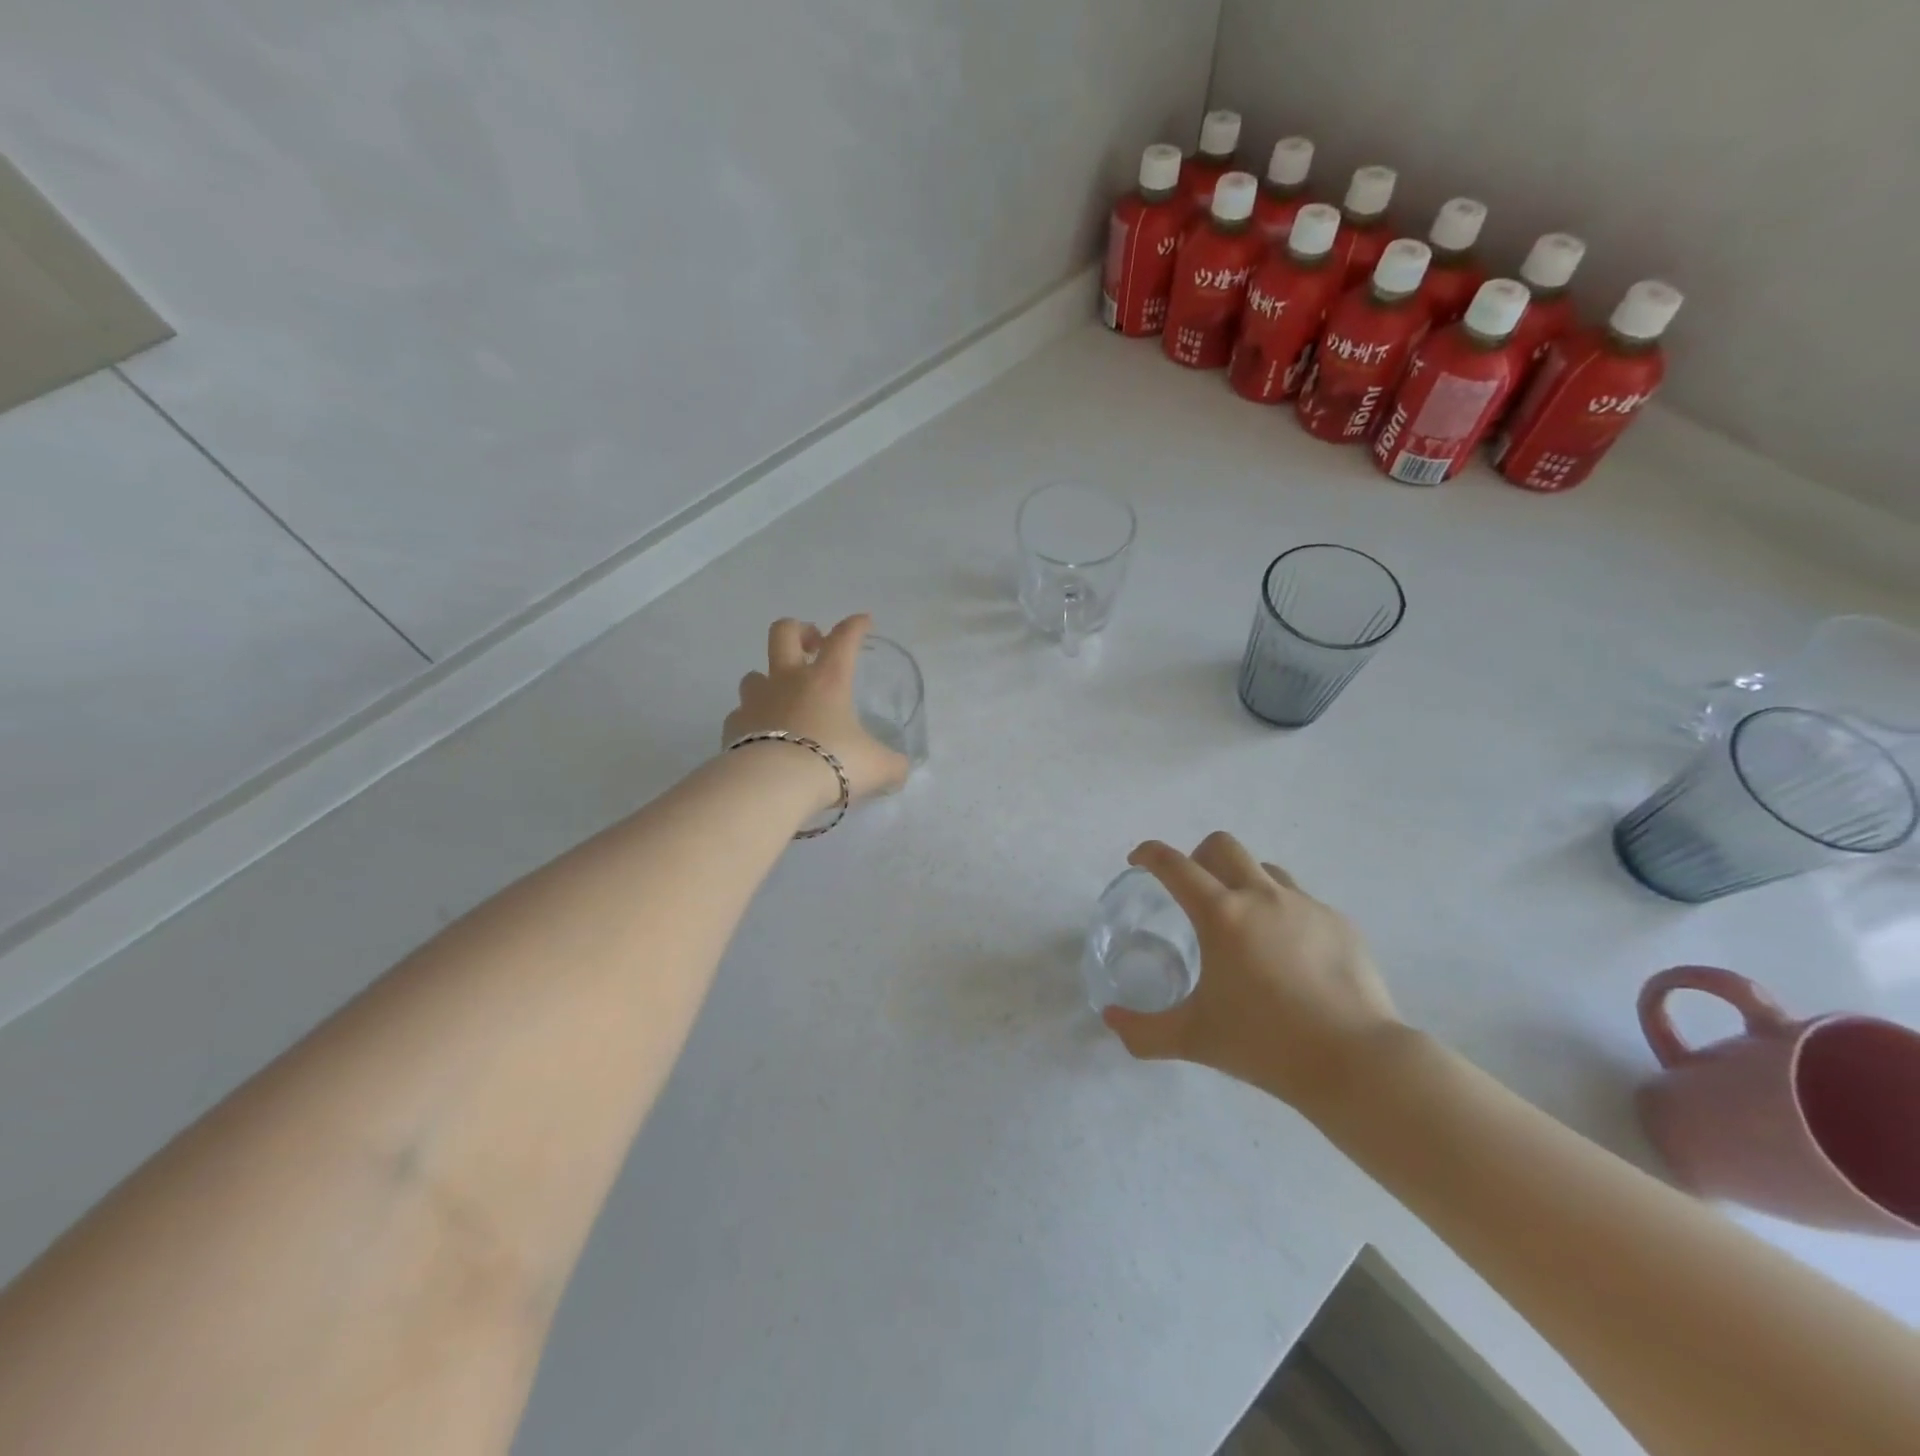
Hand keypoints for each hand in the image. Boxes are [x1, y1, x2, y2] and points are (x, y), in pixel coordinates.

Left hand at [723, 614, 909, 805]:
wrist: (772, 786)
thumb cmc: (831, 763)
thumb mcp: (877, 767)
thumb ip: (892, 765)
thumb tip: (900, 770)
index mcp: (828, 680)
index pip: (844, 638)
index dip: (855, 626)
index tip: (863, 622)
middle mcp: (788, 681)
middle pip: (784, 633)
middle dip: (800, 631)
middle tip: (813, 647)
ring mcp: (756, 701)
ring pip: (754, 673)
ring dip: (769, 679)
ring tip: (783, 699)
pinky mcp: (733, 727)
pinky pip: (741, 714)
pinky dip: (752, 720)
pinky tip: (762, 736)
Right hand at [1103, 832, 1401, 1113]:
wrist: (1356, 1062)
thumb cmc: (1265, 1045)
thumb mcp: (1193, 1040)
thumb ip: (1143, 1031)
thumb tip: (1110, 1020)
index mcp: (1221, 915)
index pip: (1174, 865)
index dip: (1150, 855)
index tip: (1138, 860)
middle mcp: (1262, 896)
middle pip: (1222, 846)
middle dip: (1198, 856)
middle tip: (1193, 890)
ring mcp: (1306, 906)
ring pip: (1266, 869)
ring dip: (1244, 882)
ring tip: (1244, 924)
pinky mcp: (1340, 923)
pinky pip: (1302, 902)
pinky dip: (1283, 914)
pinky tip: (1289, 957)